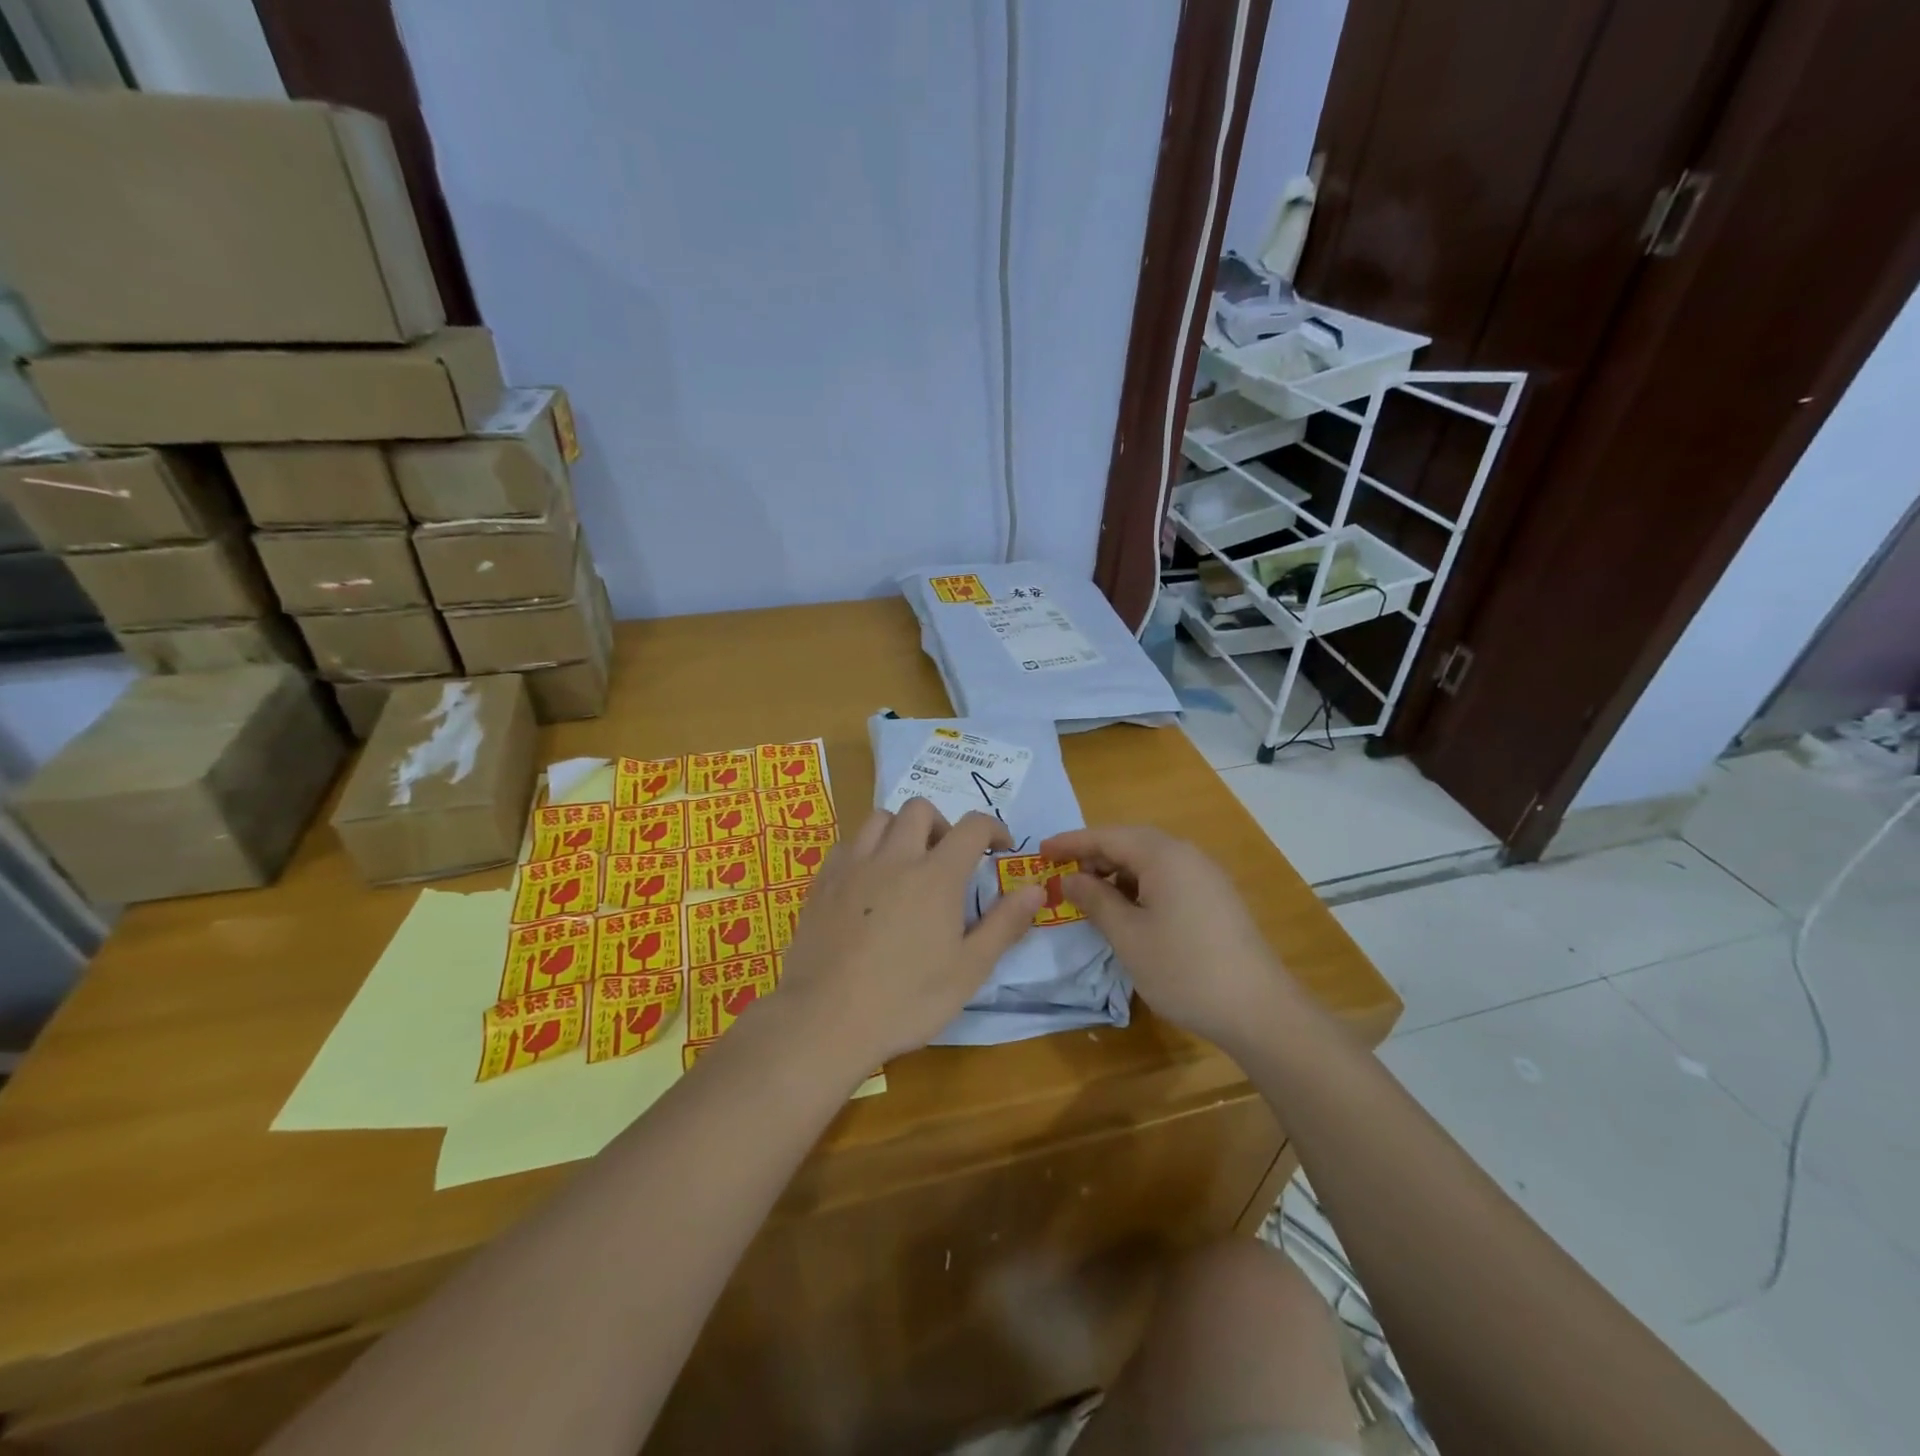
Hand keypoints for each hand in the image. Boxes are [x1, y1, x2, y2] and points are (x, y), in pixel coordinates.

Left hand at [777, 800, 1043, 1068]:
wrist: (825, 1020)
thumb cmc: (906, 1000)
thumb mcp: (968, 970)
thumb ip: (1004, 924)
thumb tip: (1035, 888)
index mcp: (936, 876)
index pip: (972, 826)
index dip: (992, 828)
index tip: (1000, 847)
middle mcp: (895, 857)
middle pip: (920, 810)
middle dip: (942, 824)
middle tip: (948, 859)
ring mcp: (853, 866)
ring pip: (879, 818)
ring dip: (900, 830)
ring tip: (906, 864)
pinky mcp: (822, 881)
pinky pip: (848, 844)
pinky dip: (866, 849)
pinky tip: (868, 882)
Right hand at [1040, 825, 1295, 1050]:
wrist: (1258, 1010)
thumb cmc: (1183, 969)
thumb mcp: (1128, 936)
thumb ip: (1096, 901)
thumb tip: (1071, 879)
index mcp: (1164, 856)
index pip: (1107, 836)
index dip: (1071, 842)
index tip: (1040, 851)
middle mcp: (1187, 855)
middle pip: (1130, 842)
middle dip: (1093, 855)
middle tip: (1061, 873)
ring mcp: (1206, 876)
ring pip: (1150, 861)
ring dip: (1116, 872)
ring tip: (1089, 894)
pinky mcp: (1215, 899)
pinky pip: (1168, 878)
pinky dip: (1139, 886)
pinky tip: (1126, 910)